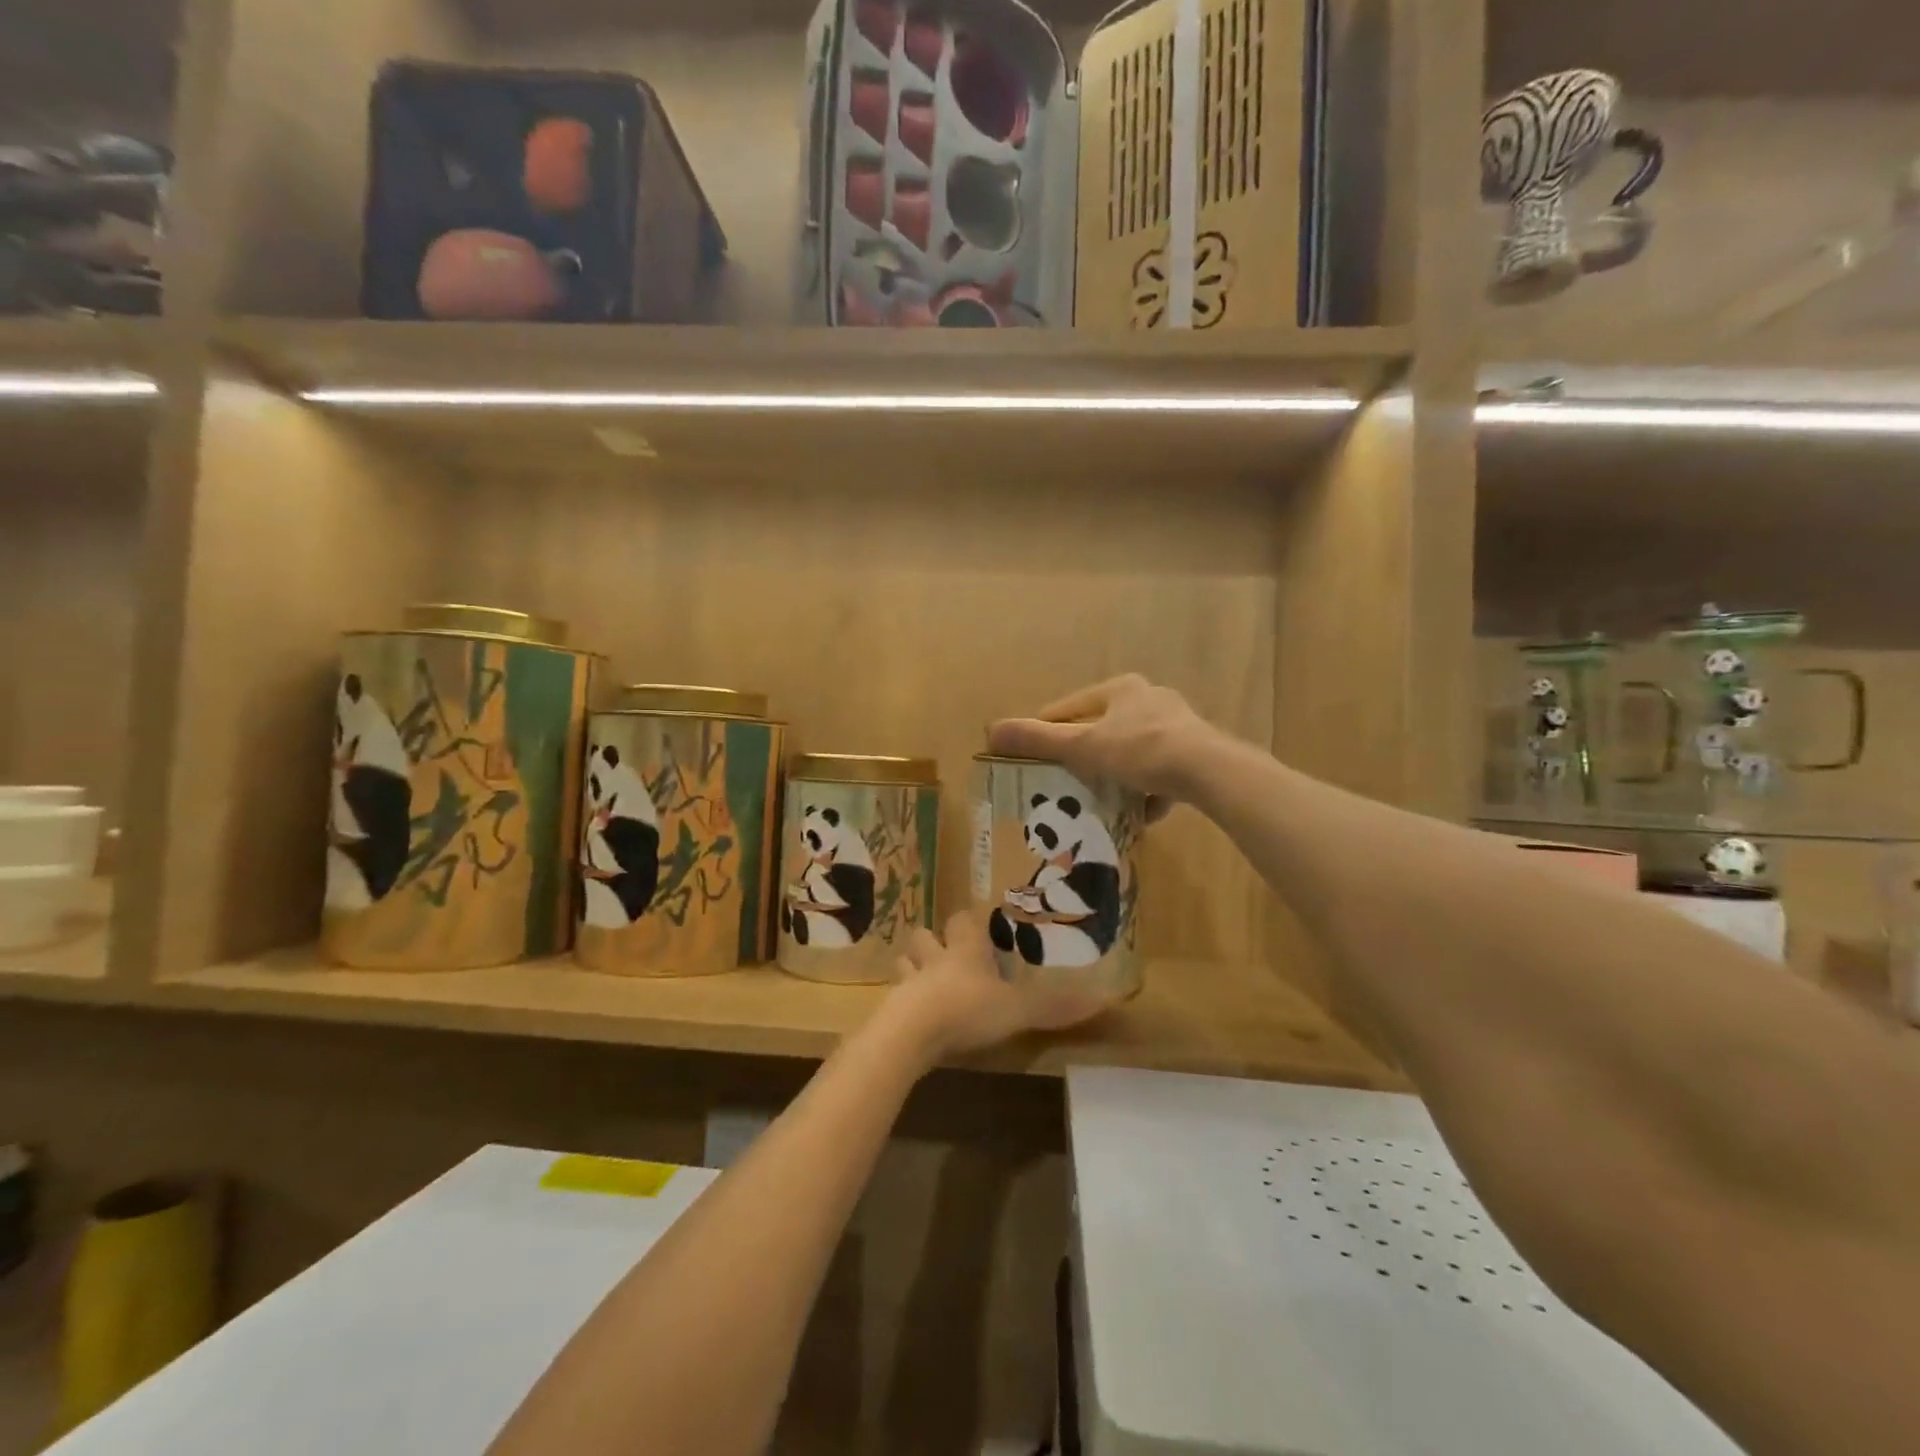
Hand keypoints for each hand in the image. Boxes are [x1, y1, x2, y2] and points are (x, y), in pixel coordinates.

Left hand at [885, 912, 1106, 1059]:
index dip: (969, 921)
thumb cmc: (967, 1009)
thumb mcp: (1017, 1010)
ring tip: (922, 978)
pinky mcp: (892, 1009)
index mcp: (965, 950)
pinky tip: (909, 1014)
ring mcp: (908, 982)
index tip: (978, 923)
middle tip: (946, 952)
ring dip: (912, 966)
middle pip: (925, 936)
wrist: (910, 1033)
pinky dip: (901, 1000)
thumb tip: (1105, 999)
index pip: (962, 921)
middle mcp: (934, 958)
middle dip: (933, 941)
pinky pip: (895, 997)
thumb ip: (1054, 1007)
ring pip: (905, 961)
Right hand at [987, 674, 1215, 818]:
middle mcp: (1148, 698)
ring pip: (1132, 750)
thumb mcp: (1081, 746)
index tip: (1030, 758)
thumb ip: (1038, 740)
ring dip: (1117, 774)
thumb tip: (990, 730)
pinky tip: (1141, 811)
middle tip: (1065, 782)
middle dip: (1085, 755)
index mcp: (1119, 689)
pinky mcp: (1195, 751)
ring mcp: (1175, 725)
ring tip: (1102, 799)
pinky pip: (1160, 770)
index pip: (1069, 708)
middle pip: (1102, 729)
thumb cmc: (1138, 750)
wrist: (1207, 770)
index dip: (1046, 731)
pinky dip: (1148, 790)